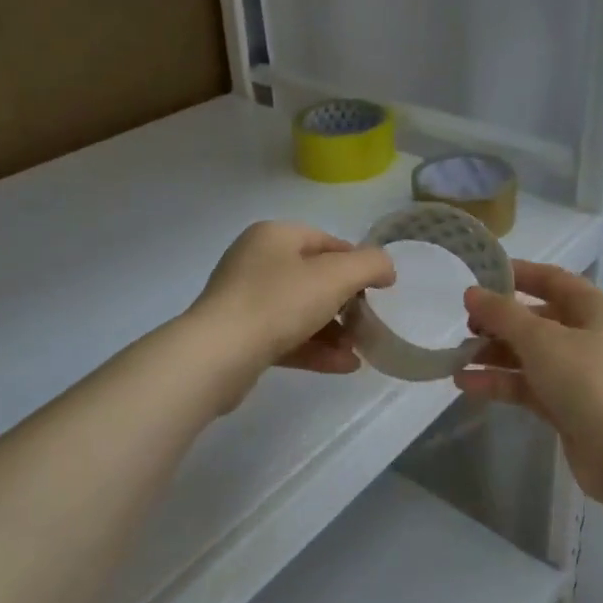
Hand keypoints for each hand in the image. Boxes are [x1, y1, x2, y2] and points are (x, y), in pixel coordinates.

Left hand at [189, 222, 395, 393]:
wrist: (217, 356)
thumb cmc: (279, 302)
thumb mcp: (336, 276)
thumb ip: (370, 265)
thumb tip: (385, 269)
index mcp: (275, 236)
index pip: (327, 242)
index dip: (357, 263)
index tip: (379, 290)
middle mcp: (256, 261)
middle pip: (314, 278)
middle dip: (346, 303)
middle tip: (368, 323)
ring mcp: (245, 299)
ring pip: (301, 311)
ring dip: (334, 331)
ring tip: (360, 351)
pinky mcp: (240, 335)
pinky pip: (286, 336)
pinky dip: (315, 348)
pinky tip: (343, 366)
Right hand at [455, 261, 602, 499]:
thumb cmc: (586, 379)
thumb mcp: (540, 339)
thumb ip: (502, 314)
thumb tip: (472, 293)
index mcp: (594, 309)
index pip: (552, 279)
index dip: (518, 274)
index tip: (481, 275)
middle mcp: (589, 336)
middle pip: (538, 319)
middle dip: (500, 322)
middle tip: (466, 326)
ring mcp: (579, 373)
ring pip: (530, 355)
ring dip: (494, 356)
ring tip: (456, 360)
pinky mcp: (568, 405)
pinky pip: (529, 386)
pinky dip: (501, 383)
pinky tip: (466, 385)